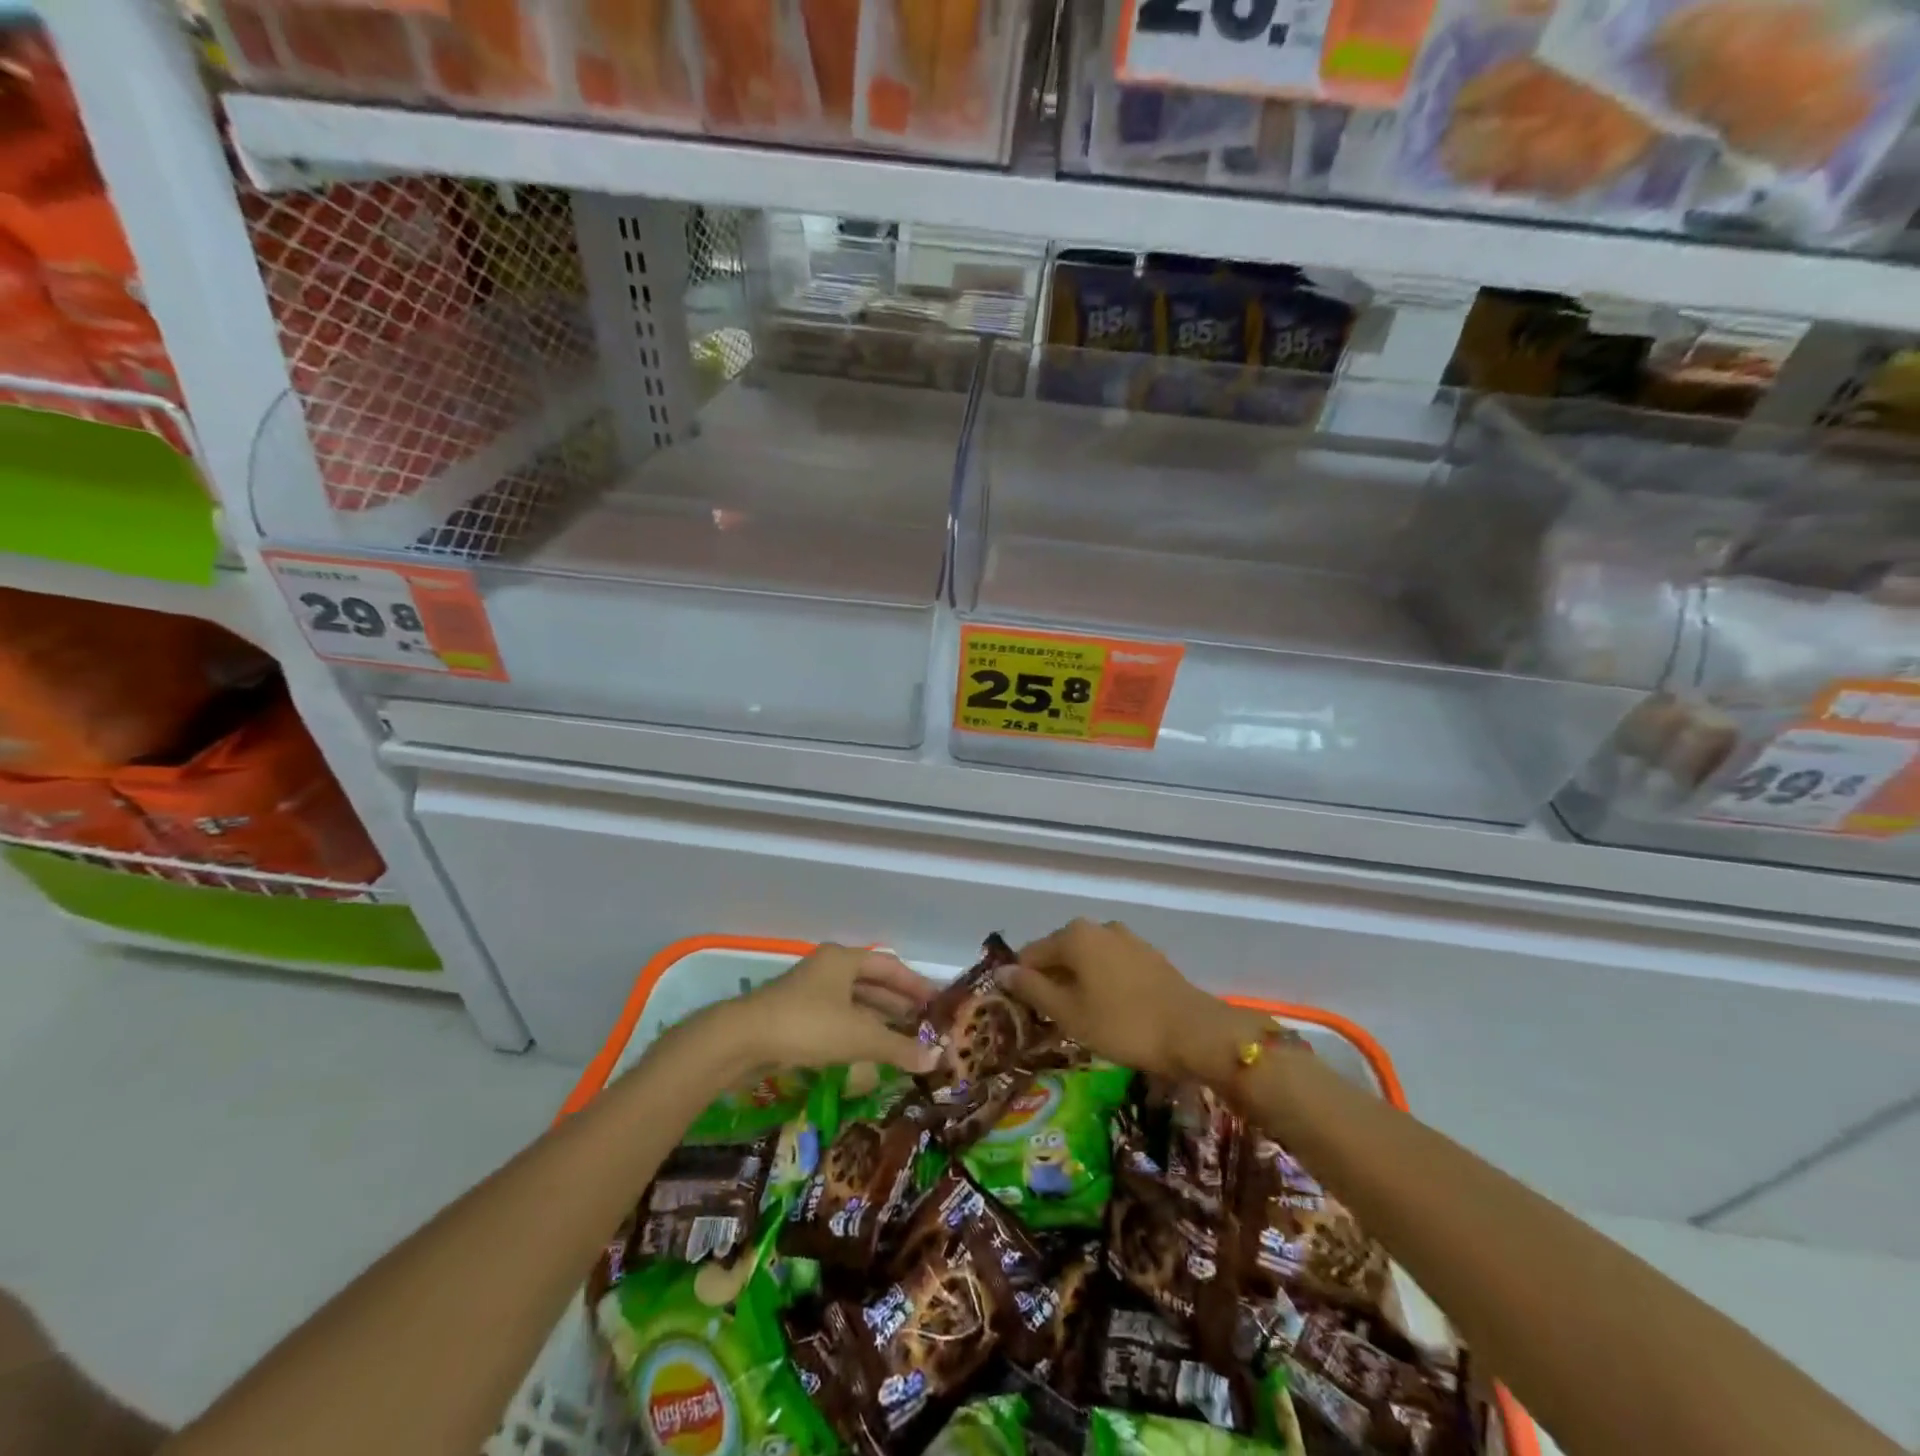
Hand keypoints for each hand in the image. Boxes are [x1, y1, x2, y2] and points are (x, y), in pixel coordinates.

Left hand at [723, 944, 941, 1073]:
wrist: (742, 1040)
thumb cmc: (807, 1025)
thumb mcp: (859, 1036)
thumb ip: (898, 1046)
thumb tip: (937, 1058)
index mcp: (843, 959)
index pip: (889, 967)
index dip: (915, 984)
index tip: (938, 1002)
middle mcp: (828, 969)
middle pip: (872, 983)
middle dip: (899, 1004)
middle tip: (926, 1024)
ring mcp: (809, 992)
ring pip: (854, 1003)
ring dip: (879, 1020)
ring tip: (905, 1040)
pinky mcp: (796, 1016)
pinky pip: (838, 1018)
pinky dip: (858, 1031)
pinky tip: (870, 1051)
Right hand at [1002, 919, 1261, 1081]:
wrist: (1194, 1032)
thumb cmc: (1122, 1024)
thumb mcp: (1068, 1013)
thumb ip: (1032, 989)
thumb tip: (1003, 971)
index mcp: (1074, 935)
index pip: (1030, 954)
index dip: (1021, 983)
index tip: (1023, 1014)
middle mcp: (1099, 927)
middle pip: (1060, 953)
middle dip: (1050, 982)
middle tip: (1049, 1020)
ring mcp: (1127, 939)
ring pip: (1087, 959)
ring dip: (1077, 983)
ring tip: (1080, 1018)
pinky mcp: (1149, 956)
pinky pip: (1111, 965)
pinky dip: (1102, 983)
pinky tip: (1109, 1011)